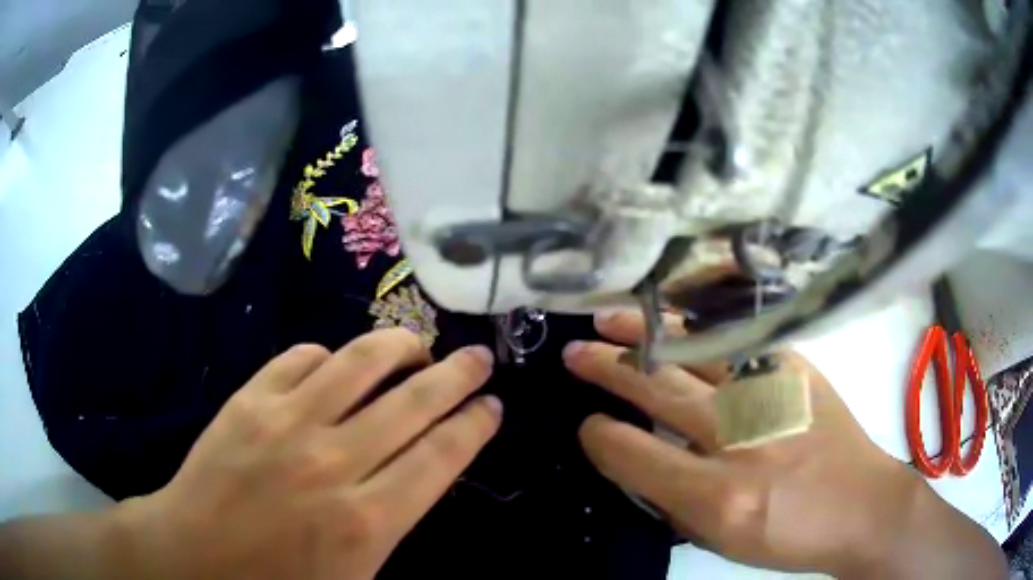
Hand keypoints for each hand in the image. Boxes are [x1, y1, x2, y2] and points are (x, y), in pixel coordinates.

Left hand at [118, 329, 500, 579]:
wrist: (195, 556)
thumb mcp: (356, 578)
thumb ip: (395, 526)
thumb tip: (422, 472)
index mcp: (368, 520)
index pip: (442, 455)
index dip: (475, 423)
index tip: (492, 404)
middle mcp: (334, 462)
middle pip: (414, 401)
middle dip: (458, 374)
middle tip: (479, 357)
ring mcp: (286, 422)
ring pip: (360, 363)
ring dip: (399, 346)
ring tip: (417, 346)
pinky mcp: (249, 400)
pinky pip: (302, 357)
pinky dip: (329, 355)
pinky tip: (337, 365)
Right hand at [563, 311, 1004, 578]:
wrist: (862, 505)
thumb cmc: (790, 536)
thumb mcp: (722, 540)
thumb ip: (674, 501)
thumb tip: (639, 459)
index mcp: (717, 495)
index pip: (633, 454)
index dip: (600, 437)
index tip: (588, 426)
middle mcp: (741, 438)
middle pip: (657, 391)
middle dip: (606, 370)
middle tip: (575, 353)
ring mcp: (773, 393)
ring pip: (693, 351)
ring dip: (644, 333)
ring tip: (608, 318)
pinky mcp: (797, 369)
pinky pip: (738, 339)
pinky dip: (699, 327)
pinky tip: (677, 318)